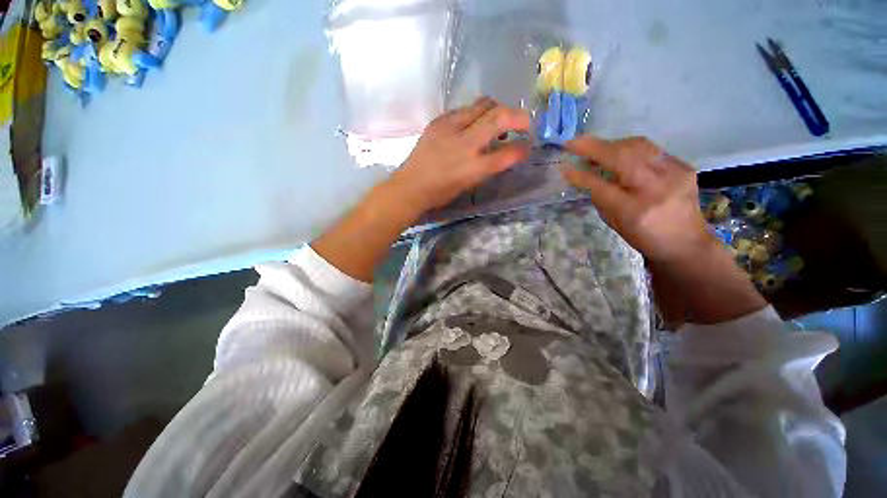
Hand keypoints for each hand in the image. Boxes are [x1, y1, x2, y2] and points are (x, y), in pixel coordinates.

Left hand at [388, 97, 531, 213]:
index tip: (528, 146)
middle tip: (524, 123)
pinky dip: (476, 114)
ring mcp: (450, 128)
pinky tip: (473, 125)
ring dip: (497, 109)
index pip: (507, 153)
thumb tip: (502, 152)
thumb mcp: (468, 185)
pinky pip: (464, 109)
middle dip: (519, 116)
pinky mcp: (438, 121)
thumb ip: (487, 167)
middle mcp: (464, 144)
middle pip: (499, 117)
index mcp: (473, 168)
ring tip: (498, 121)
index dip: (522, 149)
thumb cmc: (440, 193)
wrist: (410, 186)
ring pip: (483, 104)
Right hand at [562, 136, 714, 263]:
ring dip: (612, 144)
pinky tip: (620, 153)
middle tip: (575, 143)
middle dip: (595, 147)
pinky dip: (630, 148)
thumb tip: (585, 174)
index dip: (581, 175)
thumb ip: (600, 197)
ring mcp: (673, 174)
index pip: (601, 187)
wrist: (686, 242)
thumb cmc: (643, 236)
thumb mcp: (615, 222)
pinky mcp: (683, 166)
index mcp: (633, 211)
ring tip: (596, 148)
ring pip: (638, 146)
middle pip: (623, 157)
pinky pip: (651, 149)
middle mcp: (655, 188)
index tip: (564, 167)